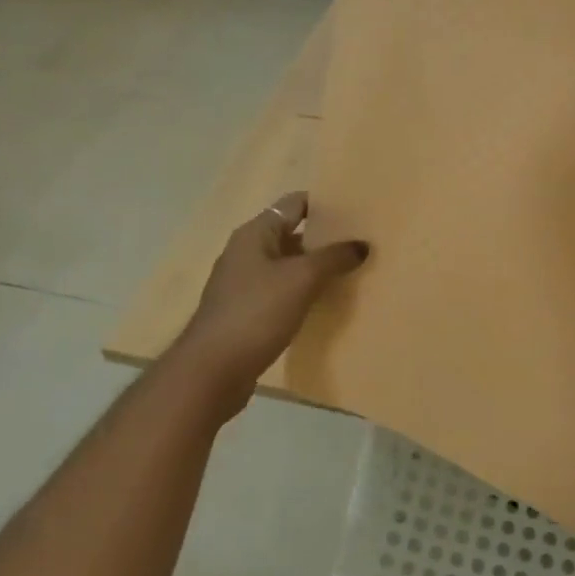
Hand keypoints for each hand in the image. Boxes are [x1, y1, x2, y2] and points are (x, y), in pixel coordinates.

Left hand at [169, 192, 369, 419]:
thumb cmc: (256, 313)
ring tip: (351, 274)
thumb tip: (362, 244)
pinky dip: (303, 294)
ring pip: (288, 266)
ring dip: (315, 269)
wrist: (212, 371)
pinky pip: (281, 293)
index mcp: (255, 234)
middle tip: (361, 245)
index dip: (324, 205)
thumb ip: (333, 258)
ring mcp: (244, 284)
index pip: (294, 204)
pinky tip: (325, 305)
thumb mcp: (301, 279)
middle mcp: (246, 252)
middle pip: (292, 235)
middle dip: (325, 240)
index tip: (356, 213)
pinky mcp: (246, 313)